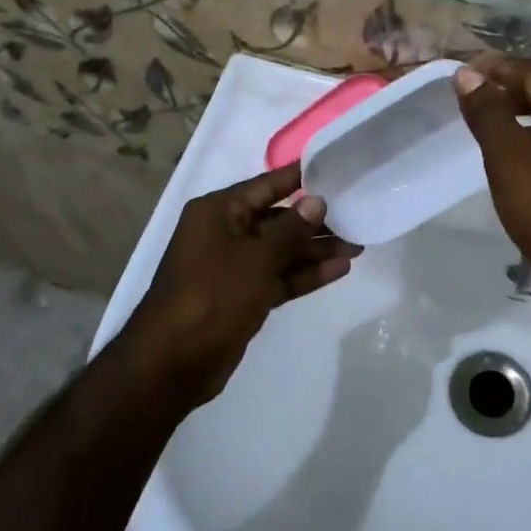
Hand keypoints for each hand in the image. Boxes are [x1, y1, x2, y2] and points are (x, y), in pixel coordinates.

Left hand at [118, 164, 358, 407]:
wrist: (173, 361)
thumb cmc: (213, 295)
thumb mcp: (257, 257)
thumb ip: (291, 229)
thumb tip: (317, 201)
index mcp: (219, 211)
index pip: (266, 185)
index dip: (301, 178)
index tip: (337, 168)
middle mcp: (225, 232)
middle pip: (278, 219)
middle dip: (315, 221)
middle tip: (357, 218)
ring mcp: (234, 266)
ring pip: (281, 250)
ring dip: (315, 250)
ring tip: (357, 246)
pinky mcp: (244, 296)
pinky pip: (279, 277)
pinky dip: (305, 274)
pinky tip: (339, 270)